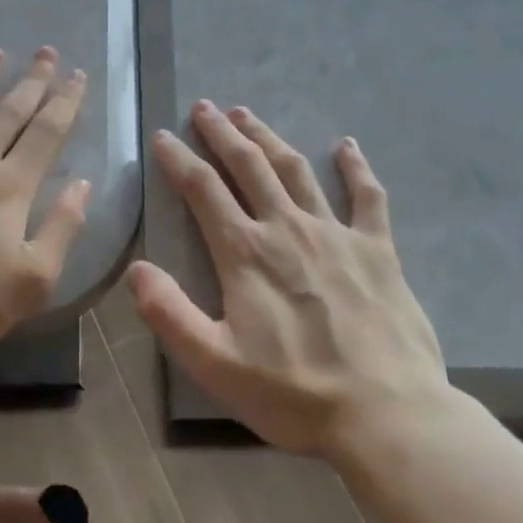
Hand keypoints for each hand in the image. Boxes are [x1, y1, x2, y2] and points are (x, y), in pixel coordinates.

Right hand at [130, 101, 454, 462]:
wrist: (386, 415)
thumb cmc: (295, 393)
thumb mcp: (215, 365)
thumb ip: (170, 314)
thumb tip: (135, 269)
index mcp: (246, 253)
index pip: (202, 190)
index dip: (179, 158)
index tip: (164, 136)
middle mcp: (287, 228)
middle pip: (248, 165)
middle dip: (221, 133)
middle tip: (204, 107)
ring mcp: (336, 233)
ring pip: (295, 169)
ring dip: (268, 137)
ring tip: (247, 114)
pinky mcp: (377, 248)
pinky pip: (366, 196)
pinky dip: (356, 167)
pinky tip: (347, 145)